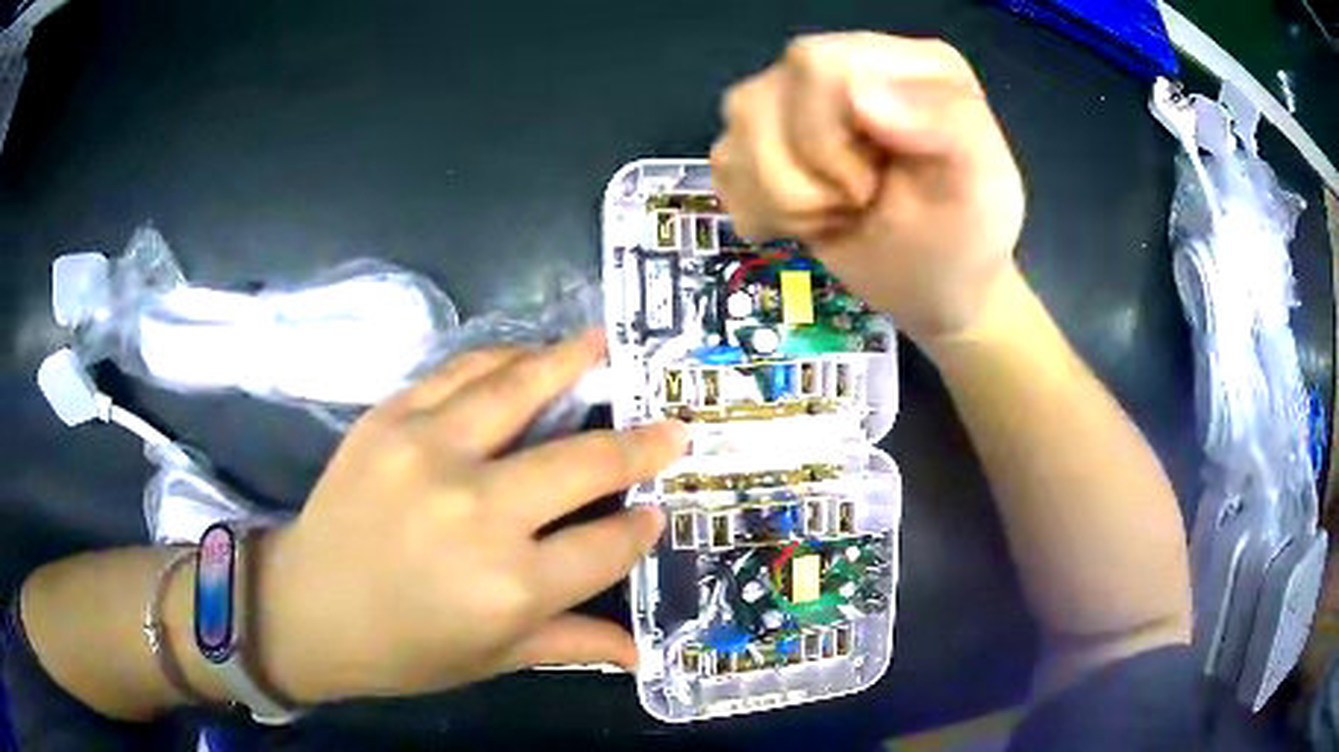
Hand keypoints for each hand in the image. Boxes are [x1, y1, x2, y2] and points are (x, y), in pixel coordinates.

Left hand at [254, 332, 687, 703]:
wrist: (306, 607)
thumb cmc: (403, 649)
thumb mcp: (493, 658)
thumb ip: (571, 644)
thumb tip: (641, 651)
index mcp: (512, 586)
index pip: (609, 544)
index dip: (641, 527)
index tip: (657, 511)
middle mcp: (479, 512)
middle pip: (583, 462)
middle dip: (640, 444)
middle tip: (671, 427)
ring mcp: (430, 452)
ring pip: (520, 390)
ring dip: (571, 363)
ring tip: (605, 344)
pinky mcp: (390, 419)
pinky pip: (458, 374)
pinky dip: (501, 360)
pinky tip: (526, 356)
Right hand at [711, 33, 1025, 342]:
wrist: (938, 285)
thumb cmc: (965, 238)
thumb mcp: (982, 185)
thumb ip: (947, 124)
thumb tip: (858, 93)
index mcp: (904, 61)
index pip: (816, 63)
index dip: (823, 137)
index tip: (867, 189)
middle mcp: (845, 66)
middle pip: (759, 96)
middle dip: (799, 176)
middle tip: (854, 205)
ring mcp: (799, 102)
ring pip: (734, 131)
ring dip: (779, 198)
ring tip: (836, 214)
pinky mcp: (768, 143)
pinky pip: (723, 164)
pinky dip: (759, 209)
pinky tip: (806, 219)